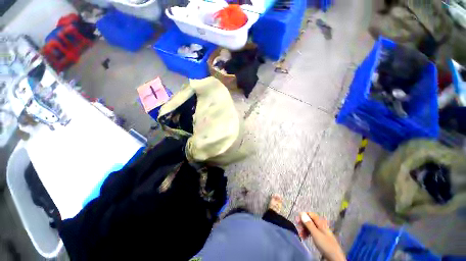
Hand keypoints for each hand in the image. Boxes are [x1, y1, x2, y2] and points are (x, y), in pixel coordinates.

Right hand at [297, 212, 345, 260]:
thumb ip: (308, 223)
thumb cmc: (325, 245)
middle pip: (310, 220)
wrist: (335, 258)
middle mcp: (321, 225)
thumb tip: (301, 213)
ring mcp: (321, 231)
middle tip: (298, 228)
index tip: (297, 221)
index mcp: (320, 222)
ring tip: (301, 235)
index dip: (303, 216)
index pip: (310, 214)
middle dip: (303, 223)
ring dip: (304, 229)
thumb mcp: (316, 234)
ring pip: (310, 226)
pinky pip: (312, 232)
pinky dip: (308, 233)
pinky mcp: (321, 238)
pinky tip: (305, 238)